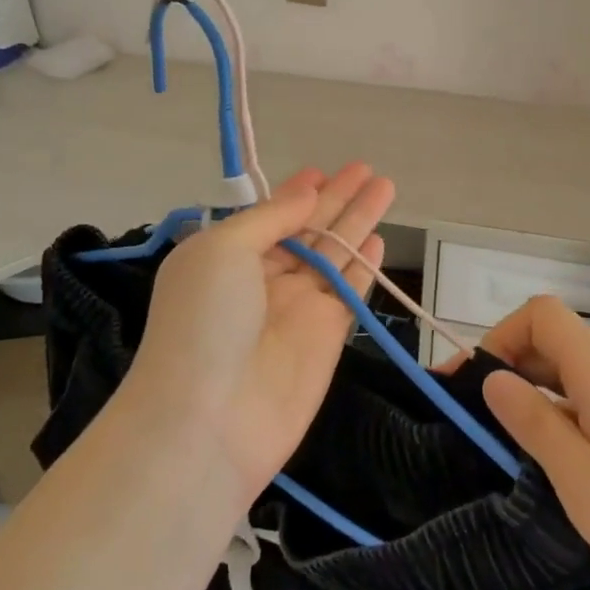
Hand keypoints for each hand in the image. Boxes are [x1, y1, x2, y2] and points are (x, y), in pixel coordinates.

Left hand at [127, 163, 393, 503]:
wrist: (209, 420)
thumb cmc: (204, 322)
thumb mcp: (223, 250)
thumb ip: (270, 218)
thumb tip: (306, 192)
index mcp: (226, 256)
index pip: (270, 216)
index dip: (297, 193)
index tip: (323, 170)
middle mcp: (262, 279)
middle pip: (308, 229)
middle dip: (337, 198)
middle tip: (367, 168)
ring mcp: (296, 308)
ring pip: (335, 254)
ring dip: (358, 221)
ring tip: (385, 188)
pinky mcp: (327, 336)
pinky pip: (350, 290)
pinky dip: (364, 266)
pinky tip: (380, 240)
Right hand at [472, 296, 589, 589]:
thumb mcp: (586, 487)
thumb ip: (536, 425)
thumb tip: (494, 379)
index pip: (542, 316)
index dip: (499, 338)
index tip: (471, 386)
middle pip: (554, 340)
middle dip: (507, 367)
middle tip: (473, 420)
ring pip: (571, 371)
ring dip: (532, 393)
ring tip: (505, 444)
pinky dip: (559, 412)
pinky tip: (552, 458)